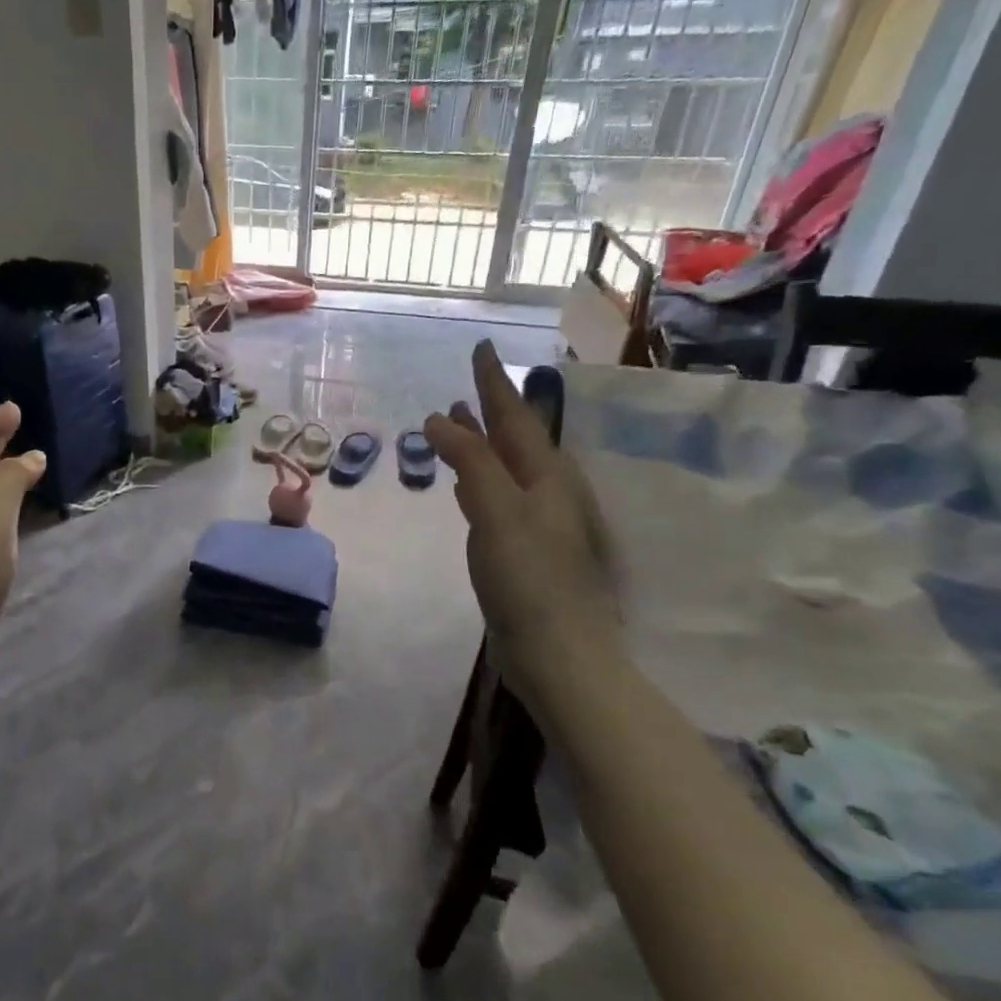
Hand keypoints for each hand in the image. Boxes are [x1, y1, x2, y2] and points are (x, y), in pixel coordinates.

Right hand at [424, 343, 619, 694]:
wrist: (559, 652)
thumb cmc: (528, 578)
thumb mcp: (497, 511)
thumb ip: (471, 462)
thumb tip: (441, 418)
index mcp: (546, 477)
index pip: (514, 417)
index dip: (493, 383)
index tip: (481, 347)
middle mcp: (546, 492)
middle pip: (514, 439)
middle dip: (489, 410)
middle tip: (467, 384)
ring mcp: (537, 522)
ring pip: (505, 467)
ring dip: (482, 443)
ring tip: (458, 423)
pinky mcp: (524, 549)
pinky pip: (498, 495)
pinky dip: (479, 478)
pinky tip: (466, 484)